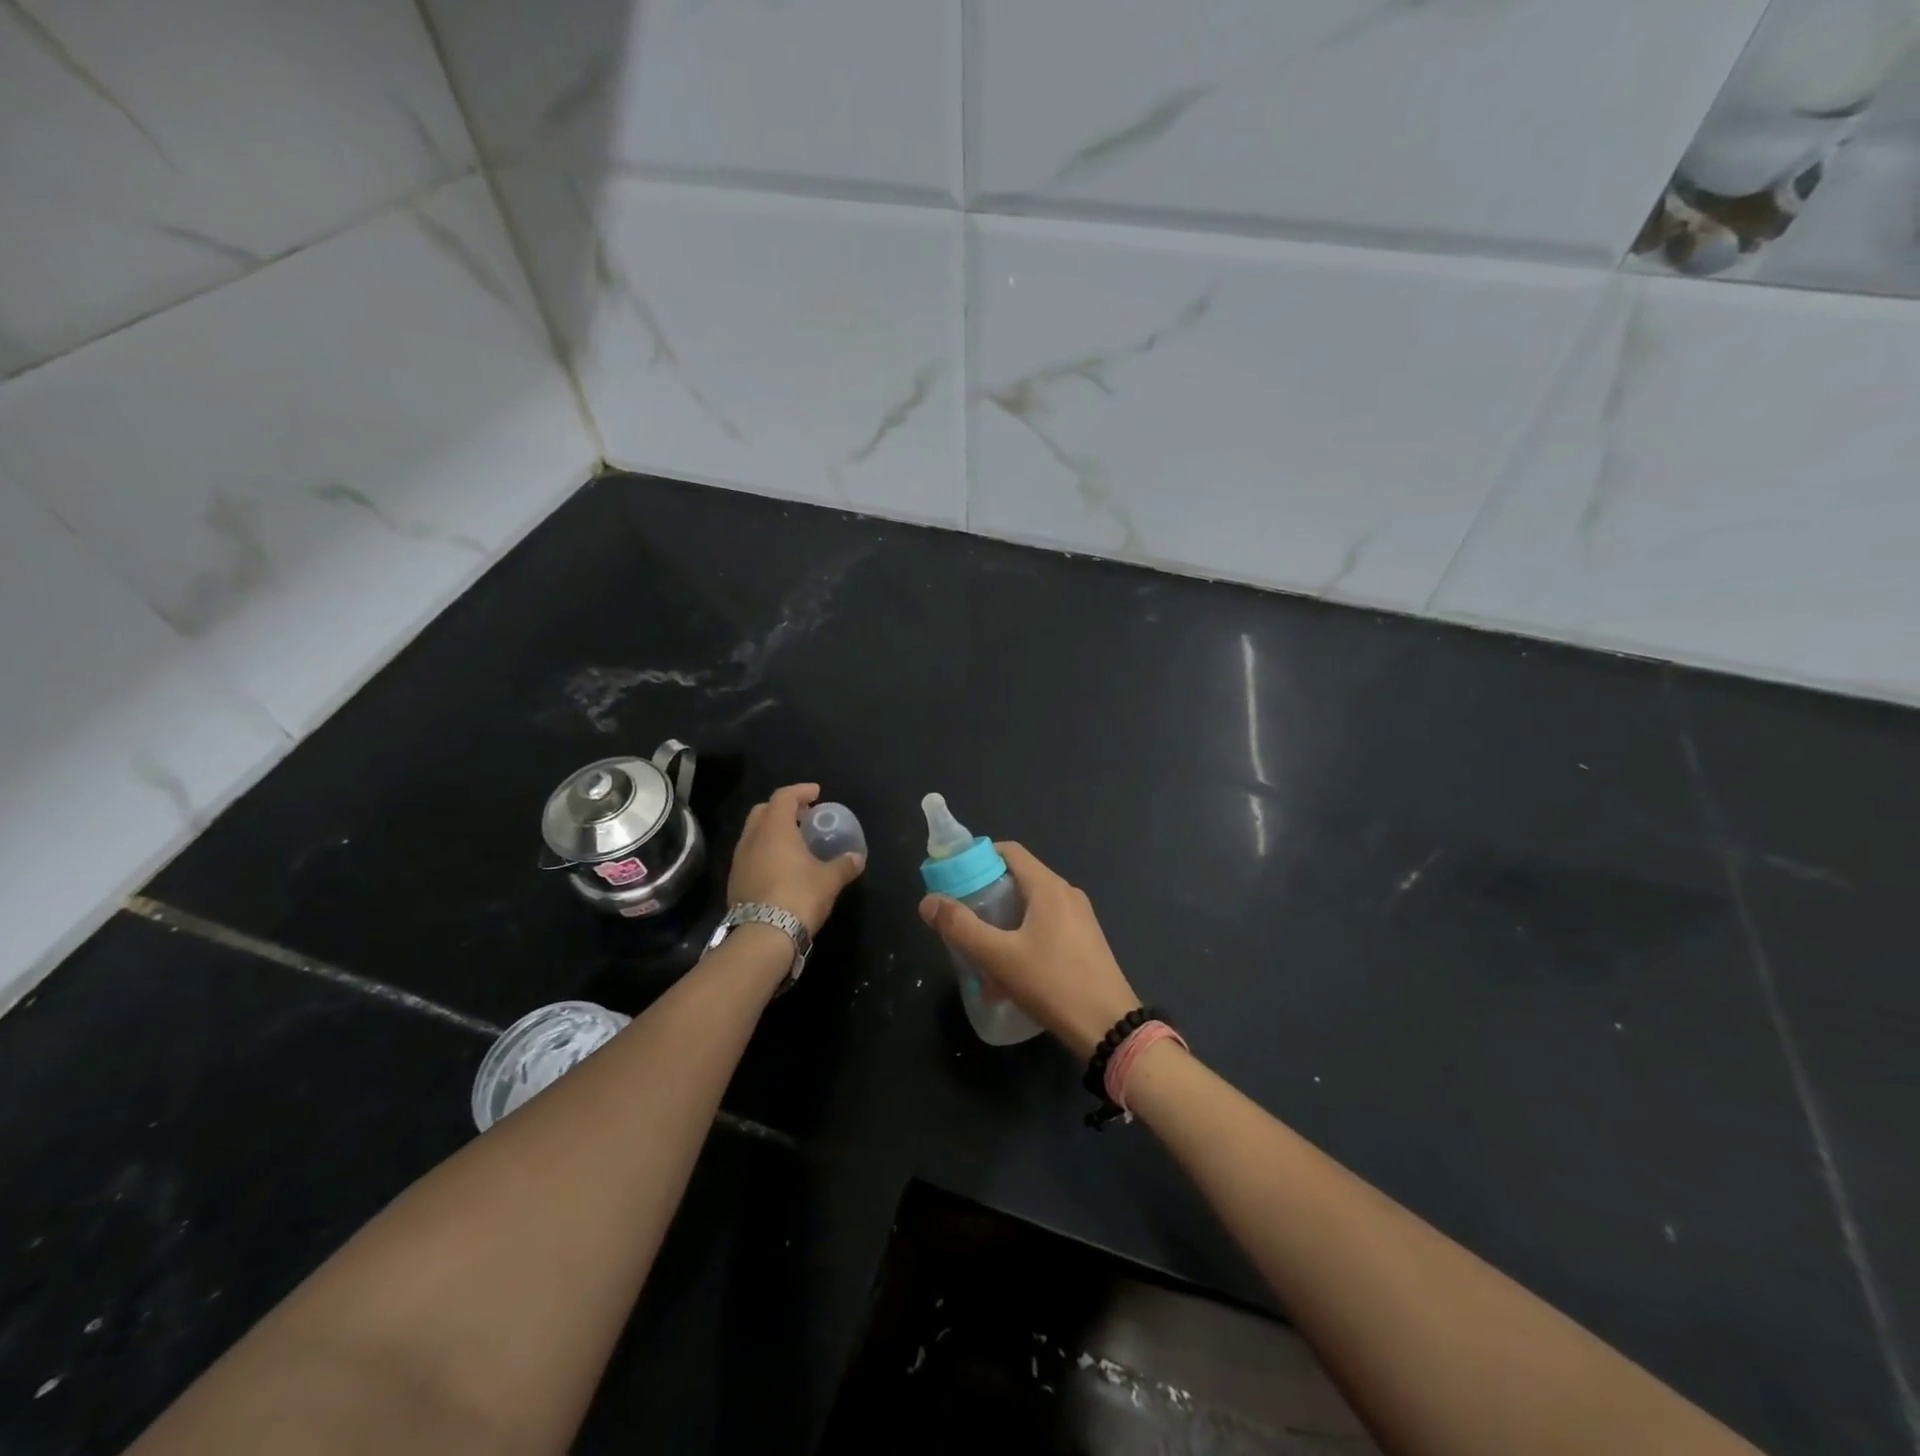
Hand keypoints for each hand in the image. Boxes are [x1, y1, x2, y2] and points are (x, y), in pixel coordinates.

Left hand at [727, 783, 863, 934]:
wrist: (762, 936)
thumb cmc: (799, 896)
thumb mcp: (829, 880)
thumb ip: (844, 865)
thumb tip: (857, 857)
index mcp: (775, 828)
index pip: (784, 796)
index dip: (801, 791)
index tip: (816, 793)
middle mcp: (752, 838)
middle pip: (764, 811)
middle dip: (783, 808)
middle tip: (803, 816)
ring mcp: (739, 860)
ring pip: (754, 833)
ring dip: (772, 831)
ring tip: (793, 842)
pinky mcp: (735, 881)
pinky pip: (750, 855)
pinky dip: (765, 851)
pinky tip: (780, 866)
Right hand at [919, 843, 1139, 1058]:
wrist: (1109, 1028)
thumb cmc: (1053, 984)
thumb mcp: (999, 957)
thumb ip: (961, 927)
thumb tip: (928, 902)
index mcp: (1048, 887)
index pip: (1009, 851)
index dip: (978, 858)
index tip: (954, 879)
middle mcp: (1067, 894)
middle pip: (1018, 880)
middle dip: (986, 897)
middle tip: (961, 919)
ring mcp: (1080, 919)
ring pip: (1031, 908)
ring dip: (1003, 924)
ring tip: (980, 954)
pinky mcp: (1085, 942)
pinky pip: (1046, 928)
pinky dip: (1023, 940)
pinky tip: (1009, 976)